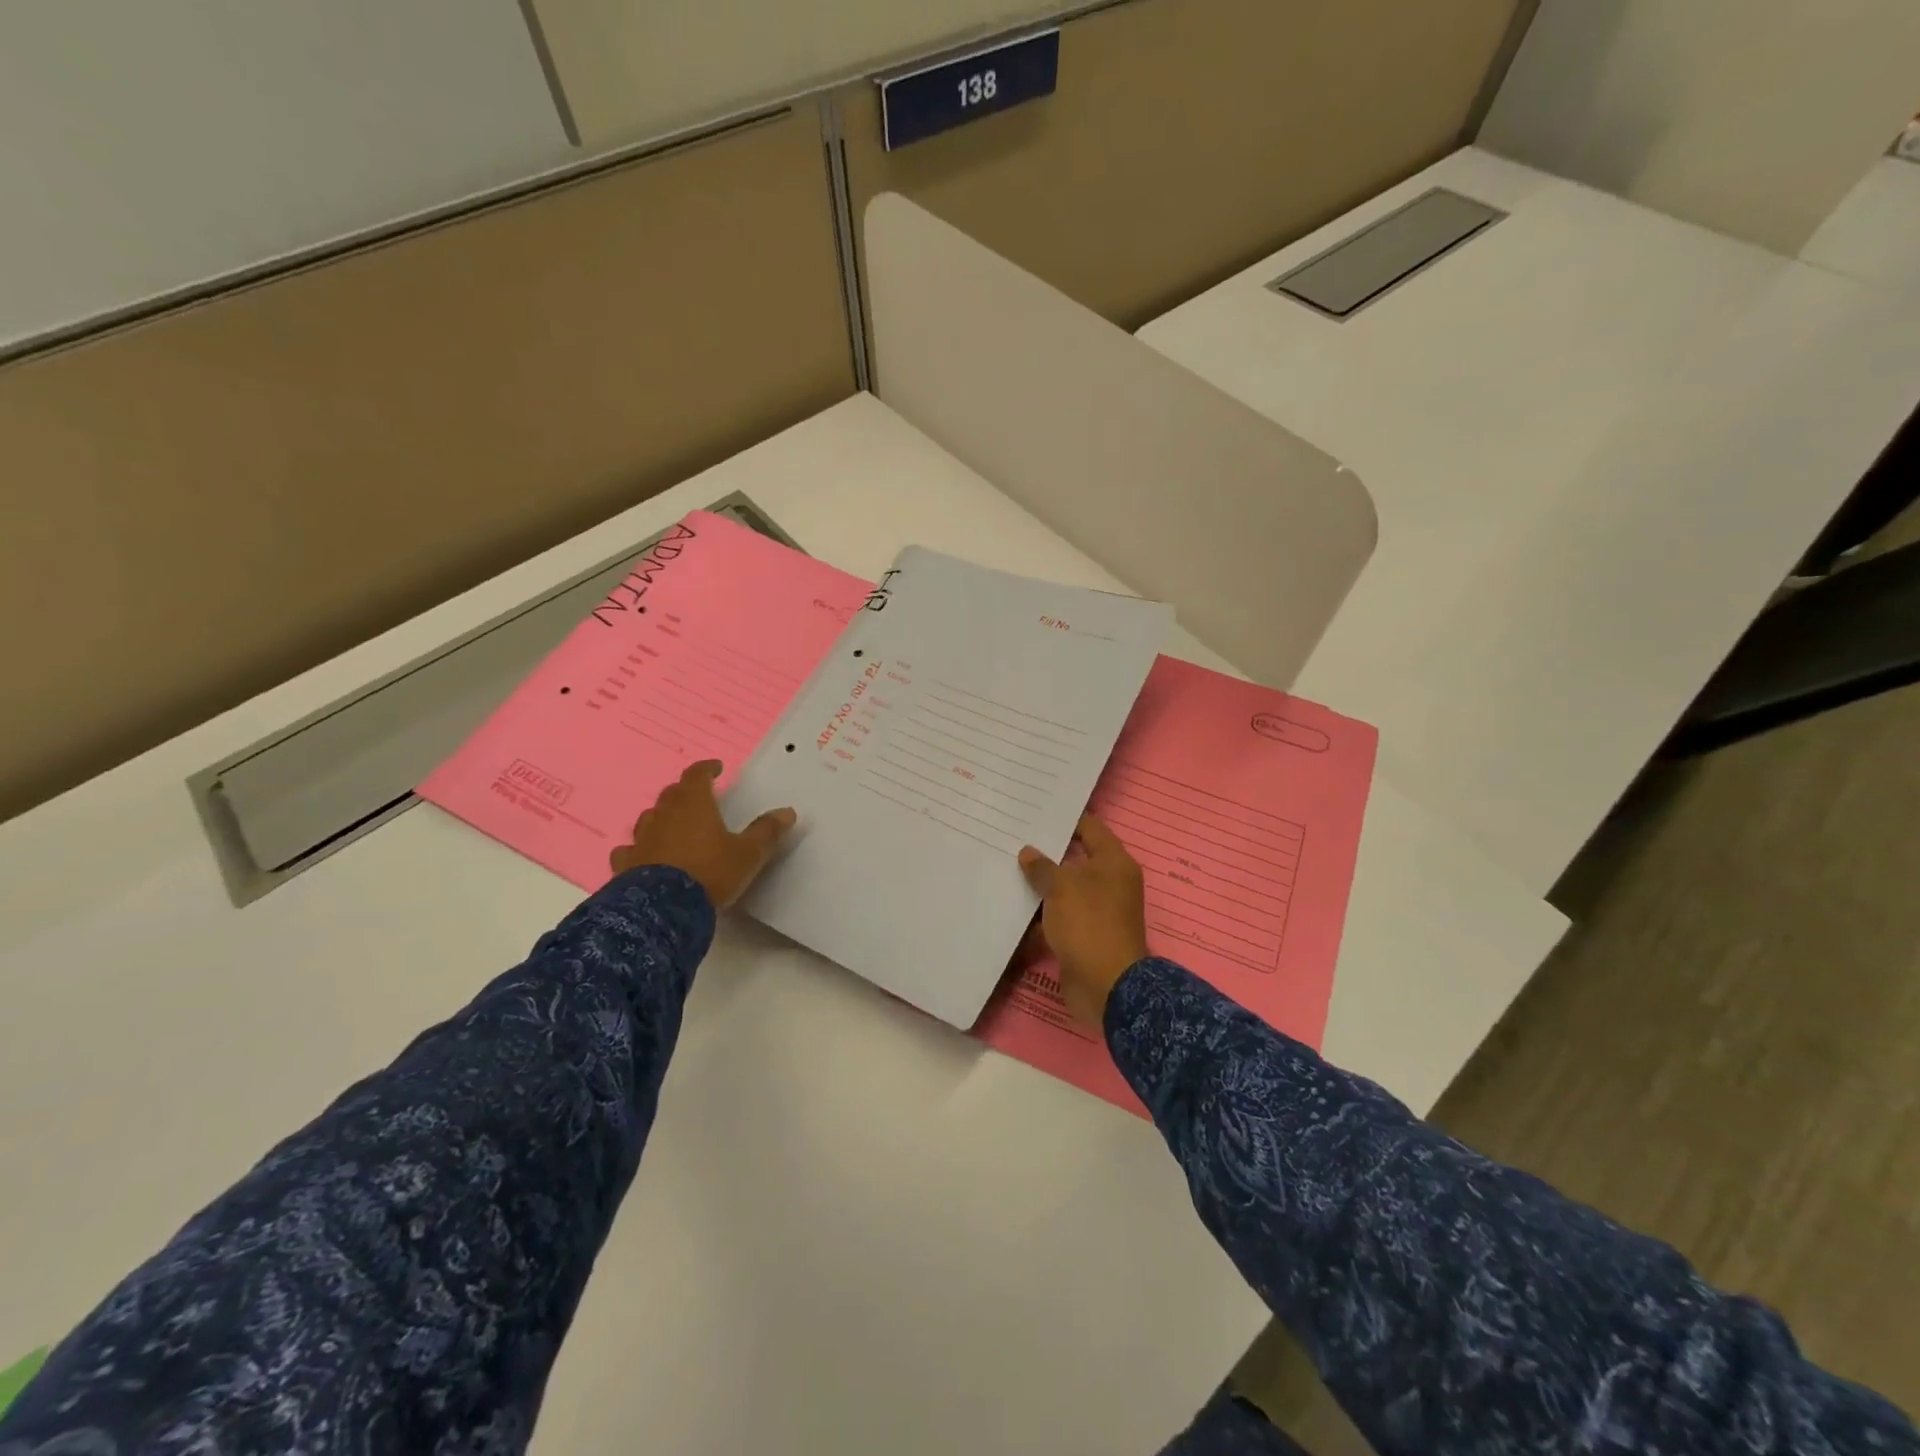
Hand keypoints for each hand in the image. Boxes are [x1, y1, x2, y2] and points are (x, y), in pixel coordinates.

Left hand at [609, 760, 795, 907]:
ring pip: (650, 818)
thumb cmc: (710, 873)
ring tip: (673, 825)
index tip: (716, 768)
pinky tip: (643, 855)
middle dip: (685, 792)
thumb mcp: (748, 854)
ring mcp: (642, 839)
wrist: (662, 909)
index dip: (707, 769)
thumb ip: (766, 832)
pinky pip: (630, 849)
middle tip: (698, 798)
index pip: (697, 775)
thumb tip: (788, 812)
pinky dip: (639, 848)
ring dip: (662, 817)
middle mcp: (664, 815)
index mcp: (694, 805)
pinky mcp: (625, 863)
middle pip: (672, 793)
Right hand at [1017, 814, 1149, 1028]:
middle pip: (1076, 858)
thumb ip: (1043, 867)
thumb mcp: (1062, 887)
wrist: (1106, 986)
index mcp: (1114, 863)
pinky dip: (1041, 913)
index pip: (1090, 828)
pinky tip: (1013, 905)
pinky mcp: (1085, 935)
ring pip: (1065, 889)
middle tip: (1014, 837)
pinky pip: (1060, 915)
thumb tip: (1028, 853)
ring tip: (1006, 866)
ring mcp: (1098, 910)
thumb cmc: (1089, 924)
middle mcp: (1110, 883)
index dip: (1065, 818)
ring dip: (1041, 884)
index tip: (1035, 811)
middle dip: (1047, 851)